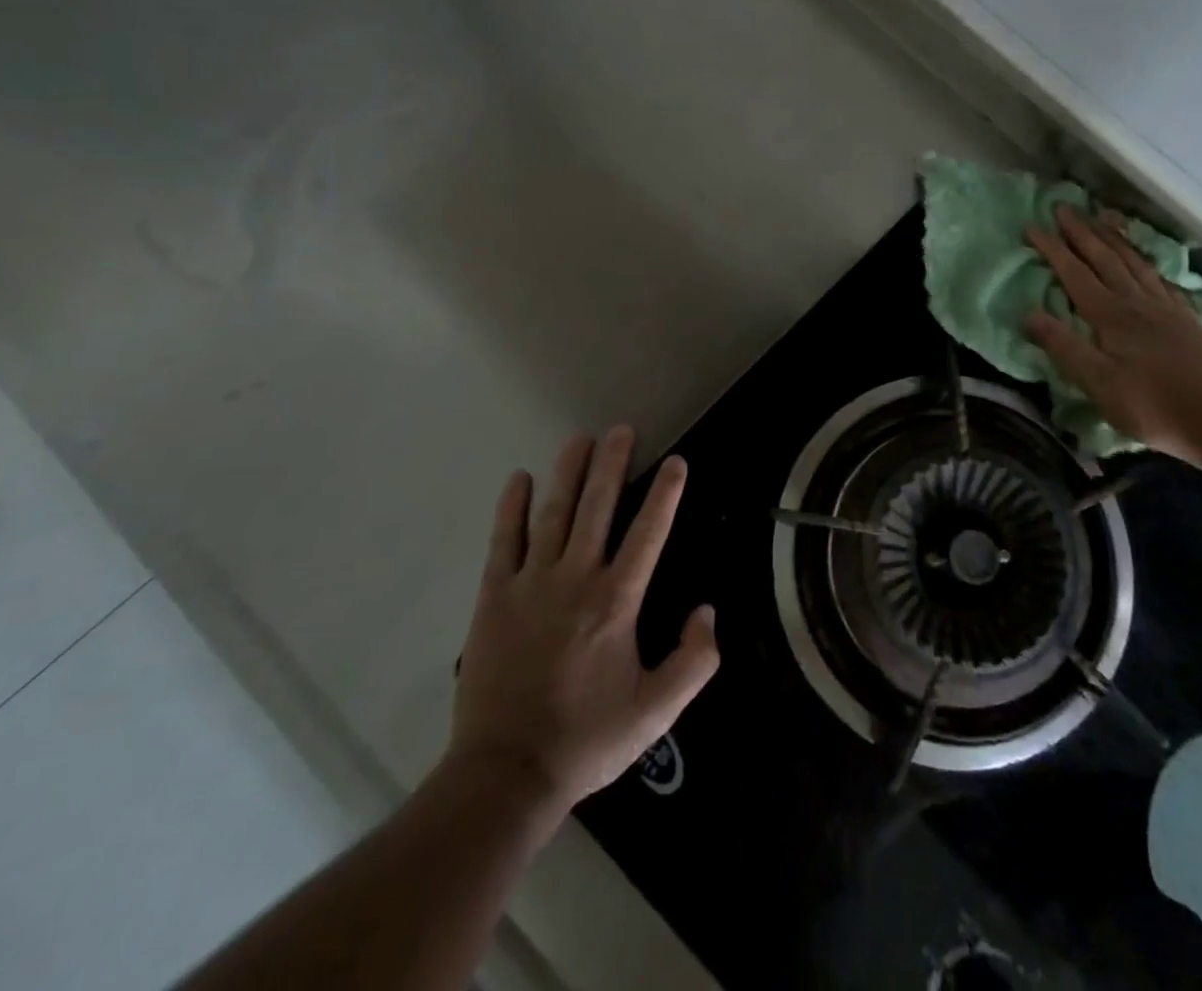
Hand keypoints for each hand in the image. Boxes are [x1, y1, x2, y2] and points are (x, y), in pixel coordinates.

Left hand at [444, 426, 718, 809]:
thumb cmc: (587, 739)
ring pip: (553, 514)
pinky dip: (512, 508)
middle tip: (621, 429)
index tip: (676, 461)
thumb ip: (693, 661)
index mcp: (617, 602)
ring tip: (579, 438)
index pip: (648, 532)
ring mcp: (531, 583)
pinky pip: (504, 541)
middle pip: (597, 507)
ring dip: (568, 472)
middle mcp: (576, 579)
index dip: (665, 493)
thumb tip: (707, 611)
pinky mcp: (494, 596)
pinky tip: (520, 479)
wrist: (506, 773)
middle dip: (612, 464)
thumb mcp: (656, 712)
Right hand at [1025, 206, 1201, 461]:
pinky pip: (1160, 279)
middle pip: (1105, 258)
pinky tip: (1144, 261)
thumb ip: (1064, 346)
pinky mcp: (1185, 319)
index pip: (1075, 274)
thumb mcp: (1097, 383)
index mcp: (1111, 316)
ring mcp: (1165, 308)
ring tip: (1100, 217)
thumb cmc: (1151, 405)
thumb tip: (1029, 312)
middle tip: (1063, 207)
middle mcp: (1137, 302)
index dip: (1053, 248)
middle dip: (1081, 231)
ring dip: (1113, 238)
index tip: (1033, 225)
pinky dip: (1145, 262)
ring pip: (1134, 262)